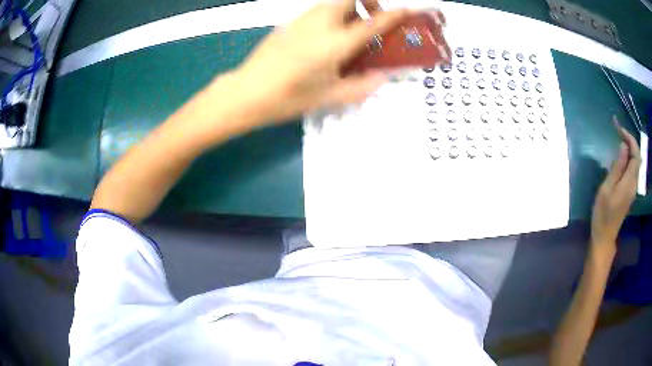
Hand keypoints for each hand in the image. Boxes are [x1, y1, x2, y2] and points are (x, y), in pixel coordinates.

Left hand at [232, 0, 411, 124]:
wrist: (245, 92)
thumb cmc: (287, 98)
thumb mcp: (329, 97)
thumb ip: (361, 86)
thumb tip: (382, 77)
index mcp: (335, 44)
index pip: (372, 22)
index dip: (394, 15)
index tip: (407, 10)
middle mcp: (320, 24)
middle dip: (368, 1)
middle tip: (371, 20)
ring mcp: (302, 20)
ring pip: (333, 1)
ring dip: (350, 8)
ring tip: (350, 31)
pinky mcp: (289, 23)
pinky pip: (318, 10)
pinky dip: (332, 15)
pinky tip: (326, 38)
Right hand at [590, 116, 640, 256]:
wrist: (604, 235)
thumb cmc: (603, 212)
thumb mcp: (608, 187)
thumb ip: (617, 166)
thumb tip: (624, 146)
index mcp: (630, 181)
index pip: (635, 153)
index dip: (629, 137)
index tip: (618, 127)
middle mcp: (634, 183)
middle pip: (637, 156)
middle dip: (629, 140)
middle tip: (618, 130)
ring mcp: (633, 188)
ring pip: (635, 162)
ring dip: (629, 148)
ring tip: (619, 138)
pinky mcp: (630, 191)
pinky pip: (632, 169)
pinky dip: (628, 157)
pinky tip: (621, 155)